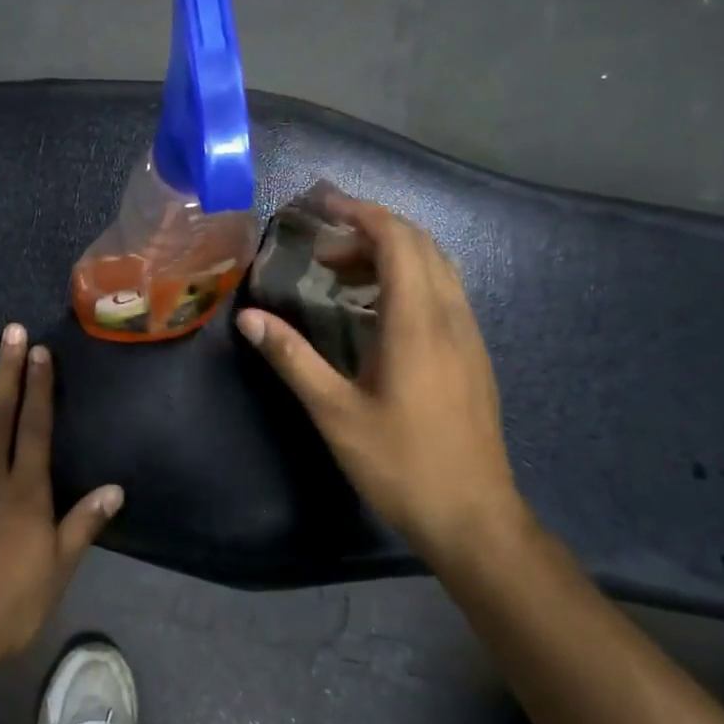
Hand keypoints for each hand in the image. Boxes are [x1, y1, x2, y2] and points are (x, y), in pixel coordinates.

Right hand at [236, 195, 526, 564]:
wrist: (474, 517)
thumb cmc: (400, 464)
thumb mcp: (335, 413)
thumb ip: (293, 358)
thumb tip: (250, 318)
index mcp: (417, 322)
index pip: (397, 240)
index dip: (360, 213)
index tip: (321, 206)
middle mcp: (450, 316)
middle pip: (419, 245)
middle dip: (369, 230)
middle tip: (320, 246)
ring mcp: (467, 335)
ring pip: (435, 267)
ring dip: (389, 254)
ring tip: (339, 275)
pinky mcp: (472, 354)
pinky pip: (442, 293)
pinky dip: (406, 280)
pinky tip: (374, 312)